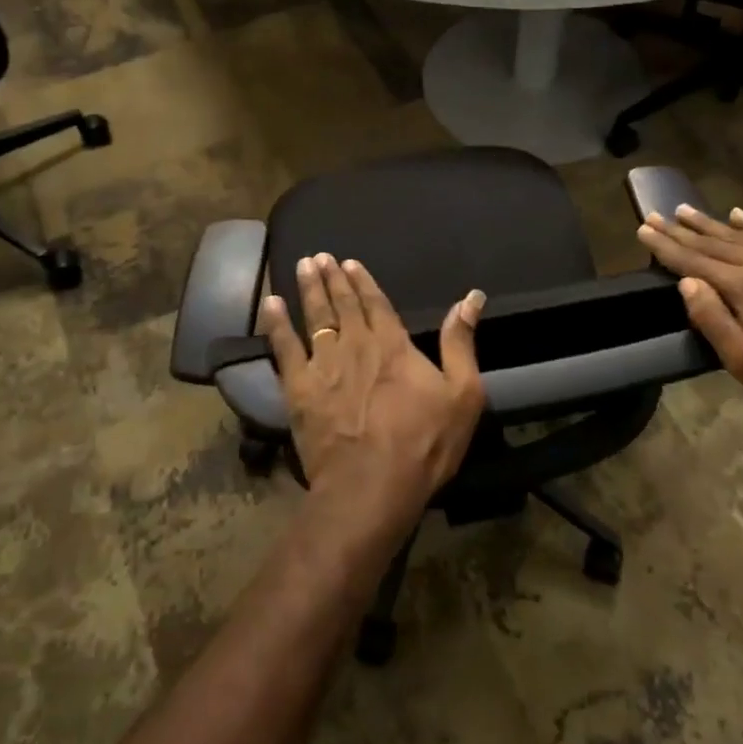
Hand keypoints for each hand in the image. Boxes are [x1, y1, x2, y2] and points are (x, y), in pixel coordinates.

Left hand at [261, 254, 486, 537]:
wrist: (371, 486)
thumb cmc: (424, 443)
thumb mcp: (462, 394)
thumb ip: (461, 342)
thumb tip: (472, 298)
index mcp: (393, 345)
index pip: (375, 303)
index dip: (362, 282)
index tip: (350, 263)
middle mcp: (355, 345)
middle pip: (341, 305)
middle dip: (331, 278)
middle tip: (320, 257)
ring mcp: (323, 366)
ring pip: (313, 318)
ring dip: (308, 290)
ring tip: (302, 267)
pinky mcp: (298, 389)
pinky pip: (283, 348)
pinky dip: (276, 324)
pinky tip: (270, 305)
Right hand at [637, 203, 742, 443]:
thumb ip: (713, 320)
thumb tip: (687, 282)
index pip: (695, 261)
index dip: (666, 246)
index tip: (643, 229)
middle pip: (716, 243)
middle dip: (682, 230)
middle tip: (656, 214)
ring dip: (712, 223)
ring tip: (685, 210)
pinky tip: (738, 215)